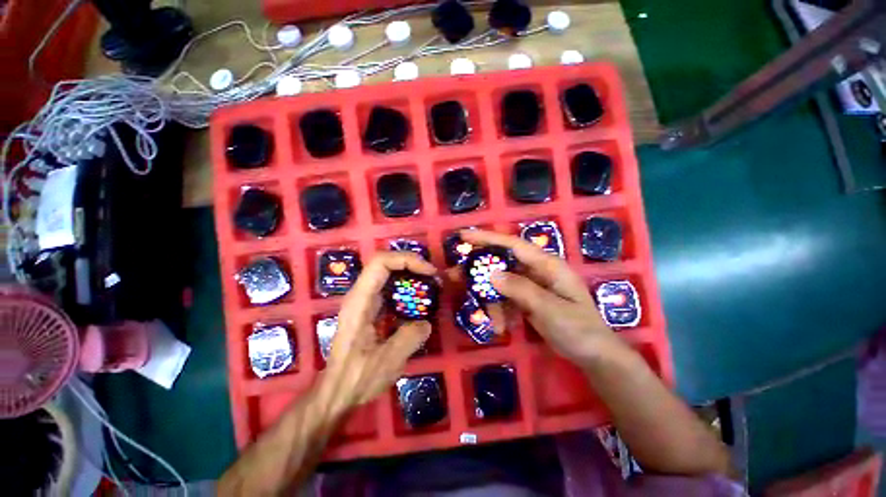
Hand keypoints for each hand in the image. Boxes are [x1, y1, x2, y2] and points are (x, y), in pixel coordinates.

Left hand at [322, 251, 435, 411]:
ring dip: (411, 276)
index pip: (381, 263)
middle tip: (433, 277)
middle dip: (412, 265)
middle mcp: (361, 295)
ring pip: (389, 275)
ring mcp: (365, 301)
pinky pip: (391, 289)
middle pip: (386, 264)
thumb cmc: (356, 378)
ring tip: (430, 286)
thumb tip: (426, 322)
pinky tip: (419, 302)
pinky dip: (408, 289)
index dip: (406, 259)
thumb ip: (410, 338)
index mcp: (360, 301)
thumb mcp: (387, 361)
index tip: (429, 272)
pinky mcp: (371, 309)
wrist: (336, 393)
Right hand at [460, 230, 617, 367]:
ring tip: (490, 320)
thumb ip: (521, 290)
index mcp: (547, 265)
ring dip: (490, 299)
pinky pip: (506, 297)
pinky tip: (501, 326)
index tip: (464, 236)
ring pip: (501, 283)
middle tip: (455, 275)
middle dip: (479, 270)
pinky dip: (500, 310)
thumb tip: (492, 274)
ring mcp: (532, 285)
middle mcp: (537, 270)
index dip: (488, 238)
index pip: (513, 245)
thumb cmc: (579, 329)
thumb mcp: (550, 309)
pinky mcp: (528, 298)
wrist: (594, 355)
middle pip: (502, 262)